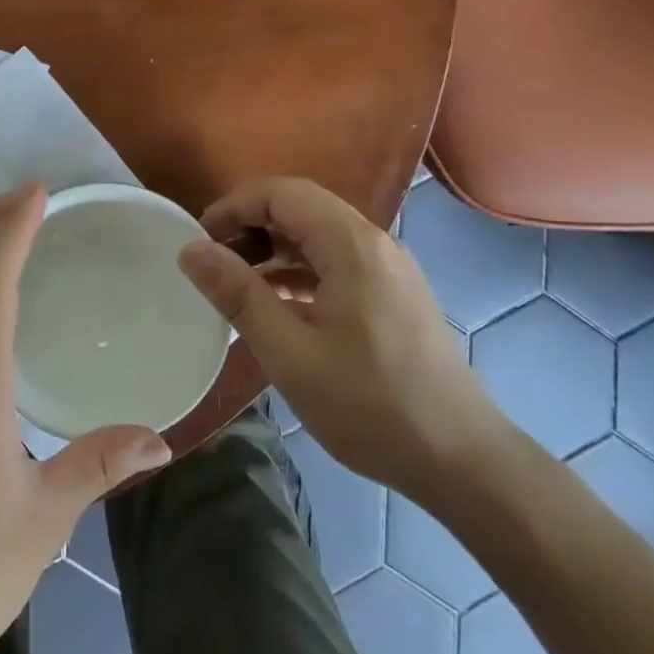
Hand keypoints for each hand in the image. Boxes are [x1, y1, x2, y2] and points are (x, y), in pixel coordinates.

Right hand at [177, 177, 508, 503]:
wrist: (462, 460)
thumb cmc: (369, 405)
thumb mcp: (289, 352)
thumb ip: (237, 294)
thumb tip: (190, 249)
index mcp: (351, 245)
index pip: (281, 193)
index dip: (232, 207)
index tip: (198, 241)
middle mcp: (374, 243)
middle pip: (300, 207)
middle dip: (249, 225)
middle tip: (212, 262)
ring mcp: (388, 268)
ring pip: (317, 234)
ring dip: (272, 248)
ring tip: (234, 284)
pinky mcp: (393, 293)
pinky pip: (335, 261)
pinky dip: (297, 271)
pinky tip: (275, 306)